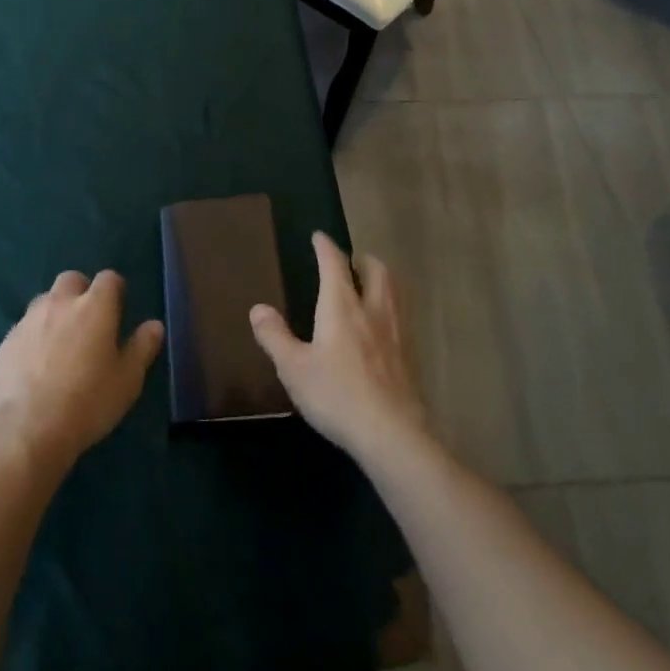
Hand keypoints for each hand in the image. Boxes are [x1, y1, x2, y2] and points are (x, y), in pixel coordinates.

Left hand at [0, 270, 163, 474]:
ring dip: (56, 312)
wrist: (29, 428)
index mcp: (94, 307)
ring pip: (45, 301)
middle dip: (82, 292)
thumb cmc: (89, 401)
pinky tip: (37, 365)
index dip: (115, 289)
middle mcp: (60, 303)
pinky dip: (34, 336)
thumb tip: (154, 325)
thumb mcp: (128, 379)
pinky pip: (25, 328)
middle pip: (71, 280)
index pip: (109, 278)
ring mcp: (29, 320)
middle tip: (89, 322)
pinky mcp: (7, 341)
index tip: (119, 308)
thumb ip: (142, 347)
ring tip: (62, 343)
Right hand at [250, 233, 428, 464]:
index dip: (325, 246)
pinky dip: (389, 309)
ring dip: (380, 281)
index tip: (318, 237)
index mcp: (341, 306)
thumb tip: (258, 309)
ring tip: (367, 287)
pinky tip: (380, 329)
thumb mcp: (293, 368)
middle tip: (350, 262)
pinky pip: (400, 318)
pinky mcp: (411, 356)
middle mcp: (373, 310)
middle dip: (362, 259)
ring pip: (394, 292)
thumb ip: (275, 336)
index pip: (334, 264)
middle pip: (376, 270)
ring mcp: (397, 333)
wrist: (392, 434)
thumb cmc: (336, 395)